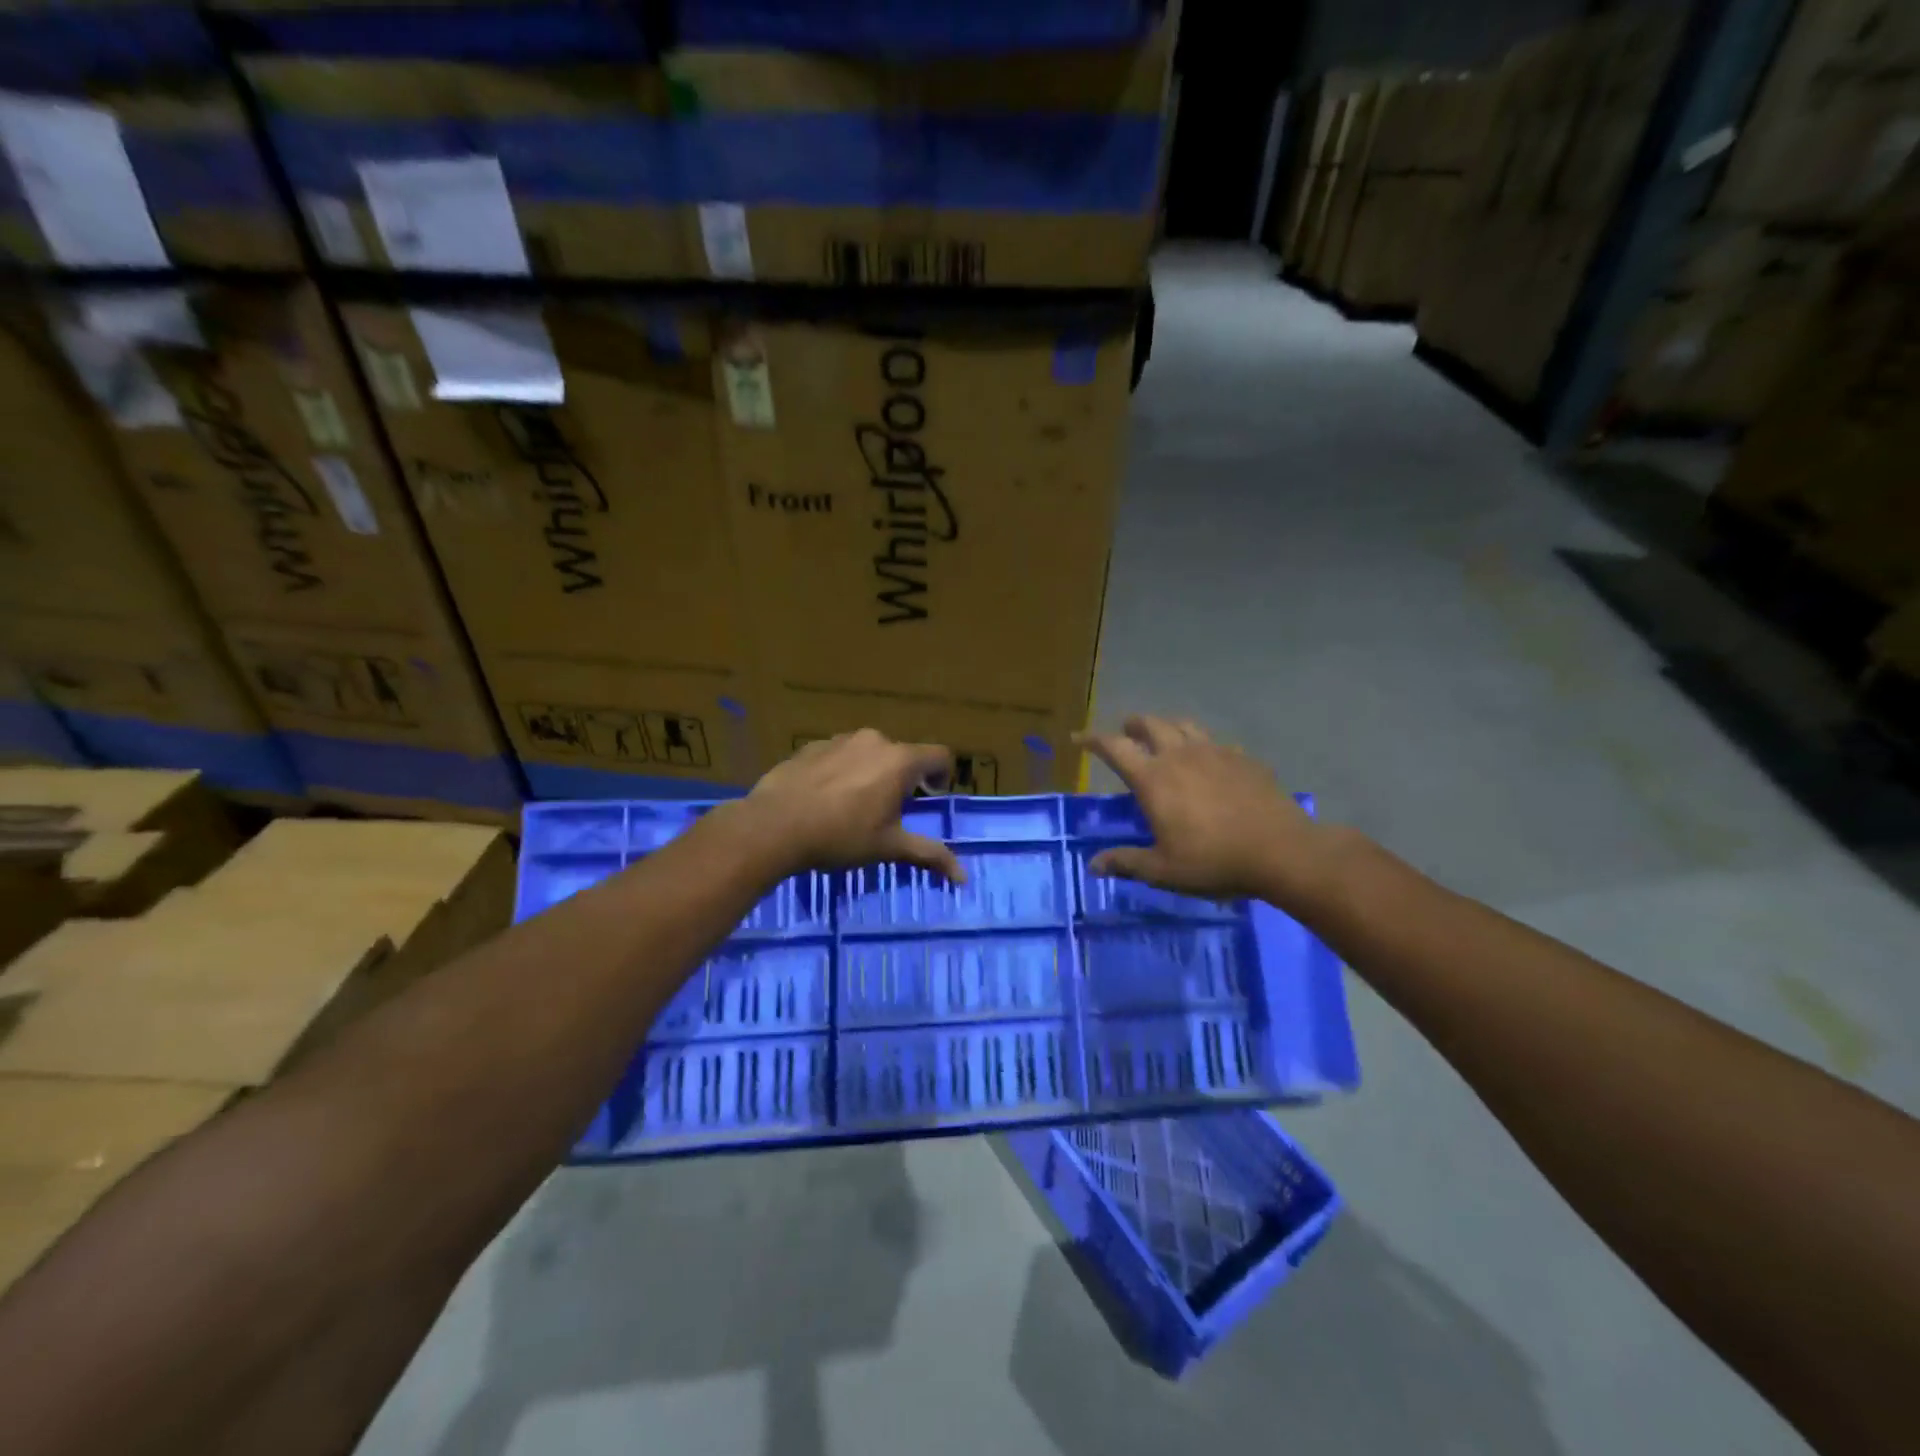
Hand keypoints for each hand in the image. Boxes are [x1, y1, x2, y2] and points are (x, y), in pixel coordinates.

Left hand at [732, 729, 965, 882]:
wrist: (774, 826)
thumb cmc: (840, 836)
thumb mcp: (889, 848)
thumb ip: (929, 855)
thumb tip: (964, 877)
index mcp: (900, 761)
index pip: (939, 755)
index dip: (942, 775)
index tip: (930, 797)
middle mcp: (874, 740)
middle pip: (902, 755)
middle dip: (903, 778)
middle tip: (889, 810)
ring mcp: (839, 740)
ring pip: (868, 753)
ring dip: (871, 772)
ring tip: (854, 805)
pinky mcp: (811, 746)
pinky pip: (839, 755)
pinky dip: (841, 771)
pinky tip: (824, 799)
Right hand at [1075, 716, 1331, 904]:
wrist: (1281, 851)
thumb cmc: (1214, 861)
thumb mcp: (1163, 870)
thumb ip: (1127, 862)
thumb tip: (1094, 865)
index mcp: (1153, 779)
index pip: (1115, 748)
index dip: (1093, 740)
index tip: (1079, 738)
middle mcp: (1180, 755)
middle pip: (1150, 724)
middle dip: (1132, 725)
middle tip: (1126, 732)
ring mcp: (1215, 752)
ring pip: (1184, 725)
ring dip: (1166, 726)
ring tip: (1163, 737)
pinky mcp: (1243, 758)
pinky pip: (1215, 742)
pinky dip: (1201, 745)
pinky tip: (1208, 761)